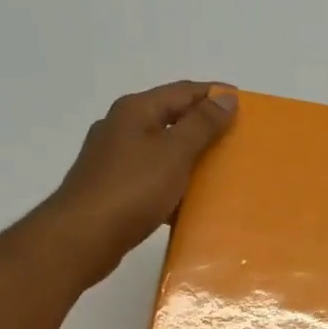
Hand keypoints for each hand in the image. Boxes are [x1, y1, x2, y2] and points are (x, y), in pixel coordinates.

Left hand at [42, 81, 236, 287]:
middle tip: (237, 140)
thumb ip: (202, 124)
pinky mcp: (113, 189)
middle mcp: (121, 128)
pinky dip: (174, 185)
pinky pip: (152, 179)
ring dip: (190, 158)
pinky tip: (190, 201)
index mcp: (135, 110)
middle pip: (171, 119)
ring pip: (161, 151)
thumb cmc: (132, 189)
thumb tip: (225, 97)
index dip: (214, 95)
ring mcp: (114, 160)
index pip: (182, 91)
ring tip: (221, 171)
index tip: (245, 105)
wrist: (82, 237)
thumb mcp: (174, 152)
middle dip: (204, 127)